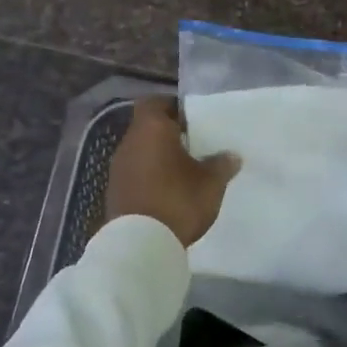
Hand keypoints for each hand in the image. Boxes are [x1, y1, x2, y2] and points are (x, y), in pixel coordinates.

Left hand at [105, 97, 239, 246]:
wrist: (140, 244)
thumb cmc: (177, 200)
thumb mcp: (211, 183)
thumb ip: (221, 164)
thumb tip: (231, 155)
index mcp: (151, 129)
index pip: (155, 102)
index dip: (172, 106)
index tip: (192, 118)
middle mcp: (129, 143)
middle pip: (148, 127)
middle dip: (169, 134)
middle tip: (195, 145)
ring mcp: (118, 169)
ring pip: (141, 152)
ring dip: (159, 157)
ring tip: (185, 171)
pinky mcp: (115, 192)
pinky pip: (135, 174)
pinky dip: (150, 177)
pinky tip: (168, 192)